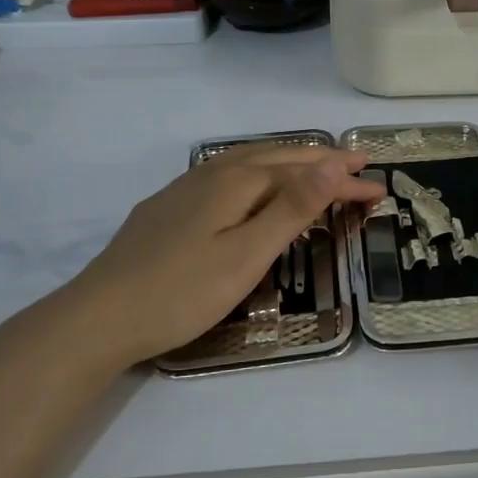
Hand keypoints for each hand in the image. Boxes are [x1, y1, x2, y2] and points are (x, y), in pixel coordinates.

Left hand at [67, 143, 384, 366]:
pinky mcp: (167, 208)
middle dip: (321, 163)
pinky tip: (251, 189)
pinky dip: (258, 177)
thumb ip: (292, 207)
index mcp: (236, 181)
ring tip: (315, 167)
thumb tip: (333, 161)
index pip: (304, 172)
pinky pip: (227, 177)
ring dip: (289, 164)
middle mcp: (212, 173)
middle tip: (358, 166)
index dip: (343, 181)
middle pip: (278, 159)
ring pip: (249, 163)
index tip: (379, 189)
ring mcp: (185, 188)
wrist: (98, 318)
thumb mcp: (247, 253)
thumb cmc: (182, 291)